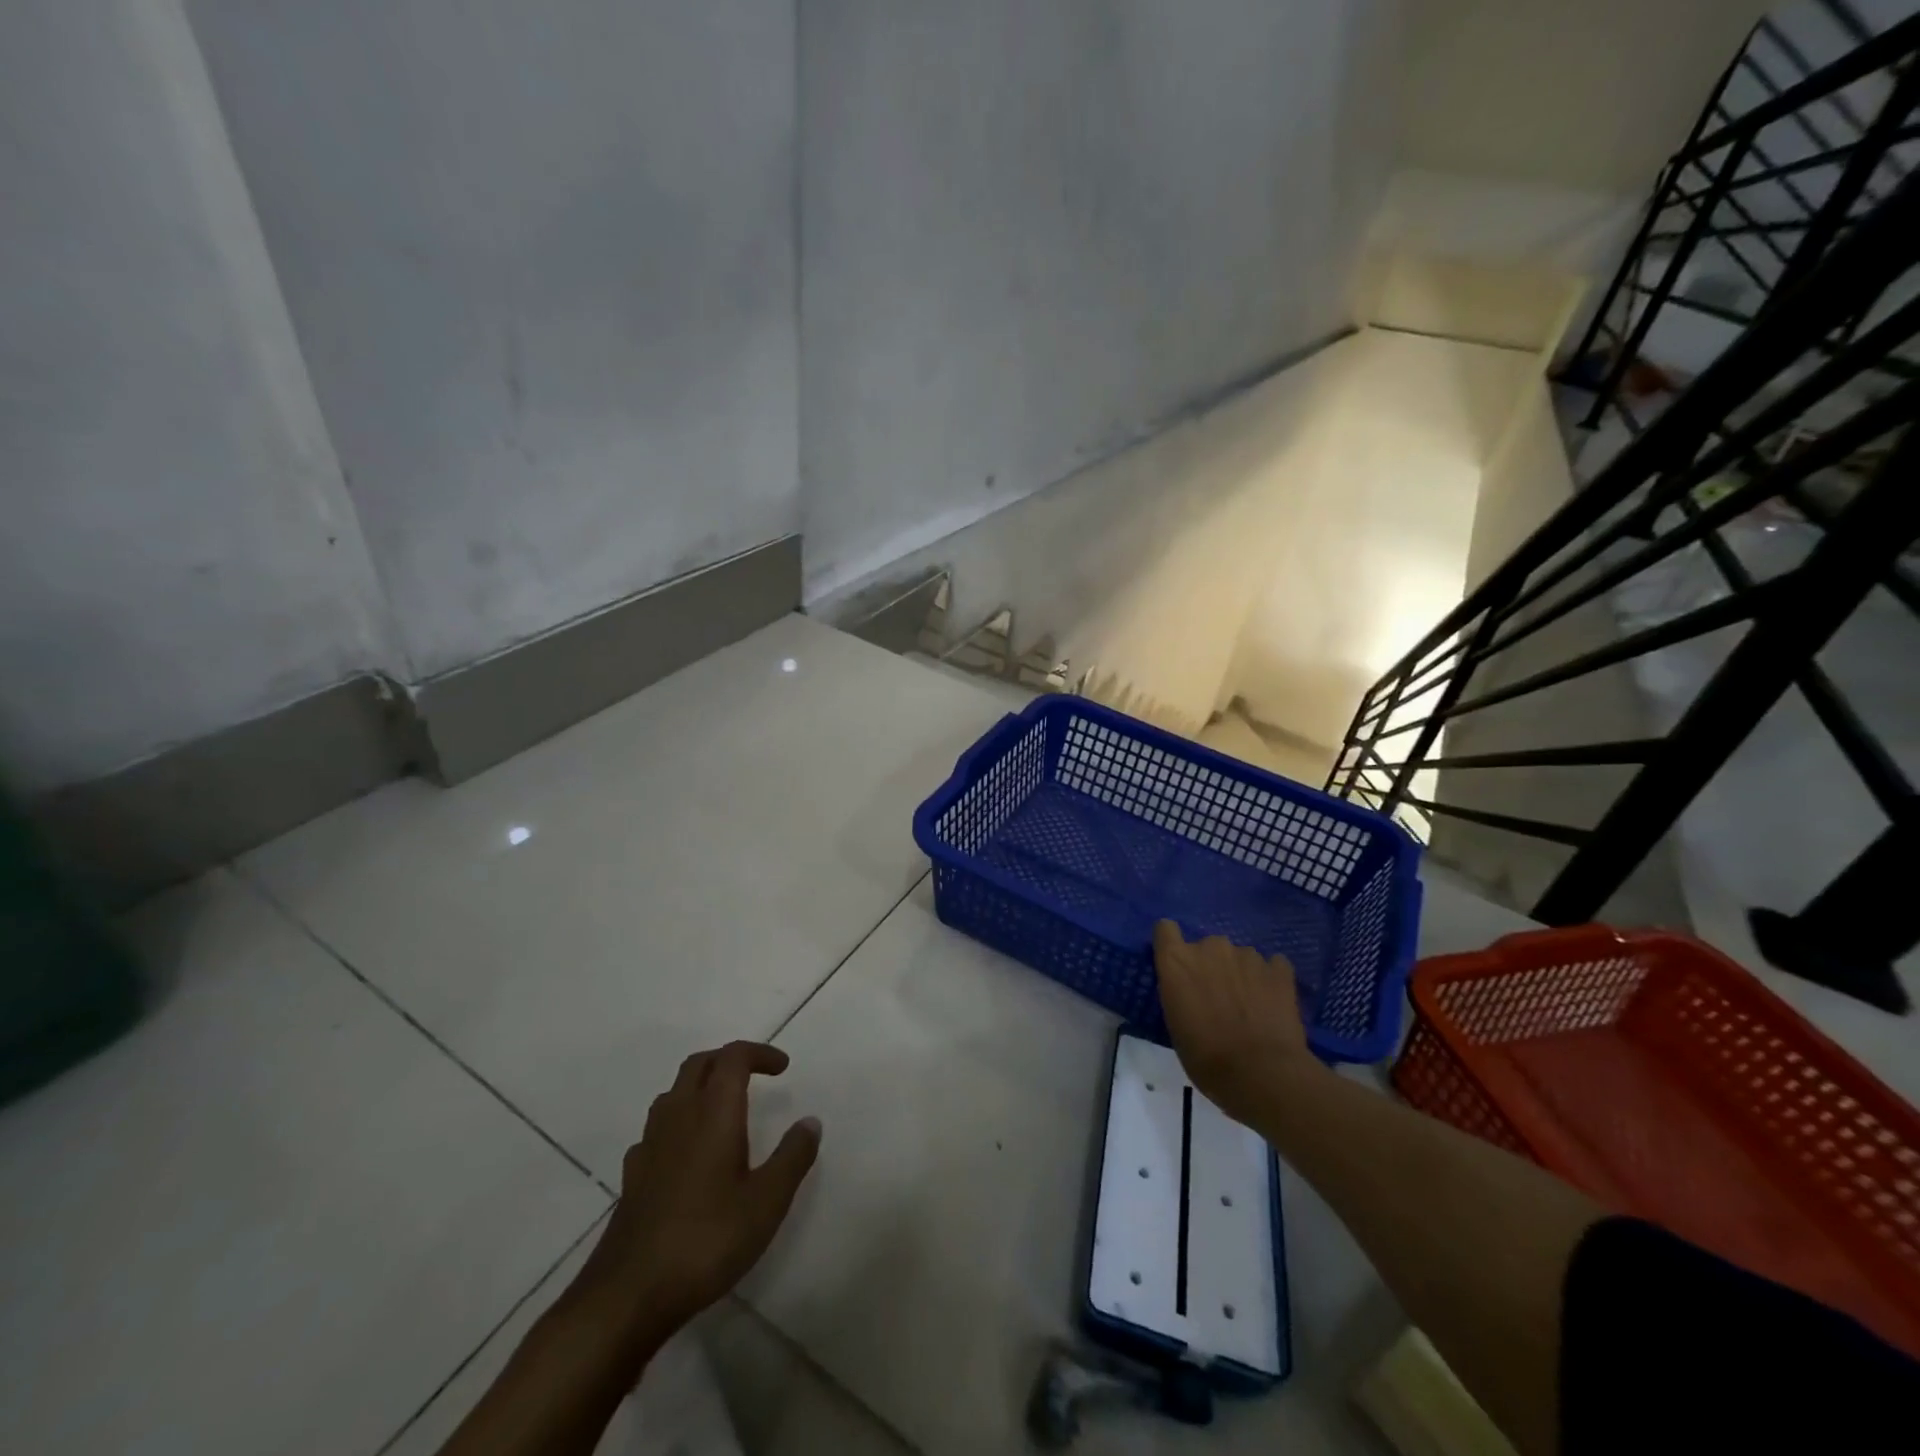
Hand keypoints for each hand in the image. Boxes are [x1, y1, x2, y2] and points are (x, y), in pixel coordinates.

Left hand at [574, 1041, 820, 1352]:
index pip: (733, 1057)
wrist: (627, 1296)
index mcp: (713, 1112)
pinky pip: (657, 1129)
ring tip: (724, 1110)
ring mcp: (650, 1145)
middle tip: (755, 1076)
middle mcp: (678, 1116)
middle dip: (728, 1060)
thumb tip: (810, 1121)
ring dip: (701, 1087)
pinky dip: (678, 1123)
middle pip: (699, 1064)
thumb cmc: (706, 1241)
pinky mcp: (633, 1175)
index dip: (759, 1053)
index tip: (783, 1068)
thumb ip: (792, 1157)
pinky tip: (688, 1153)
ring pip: (674, 1093)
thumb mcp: (766, 1202)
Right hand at [1153, 921, 1324, 1124]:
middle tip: (1218, 998)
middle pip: (1206, 945)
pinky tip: (1272, 1003)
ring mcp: (1247, 955)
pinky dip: (1270, 979)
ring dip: (1240, 974)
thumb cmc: (1206, 1057)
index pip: (1165, 929)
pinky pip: (1272, 965)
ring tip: (1250, 1006)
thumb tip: (1190, 989)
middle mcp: (1210, 947)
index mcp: (1177, 960)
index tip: (1177, 966)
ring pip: (1239, 956)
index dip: (1171, 944)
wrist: (1261, 1074)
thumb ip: (1179, 992)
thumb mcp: (1175, 1024)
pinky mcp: (1279, 969)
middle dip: (1211, 965)